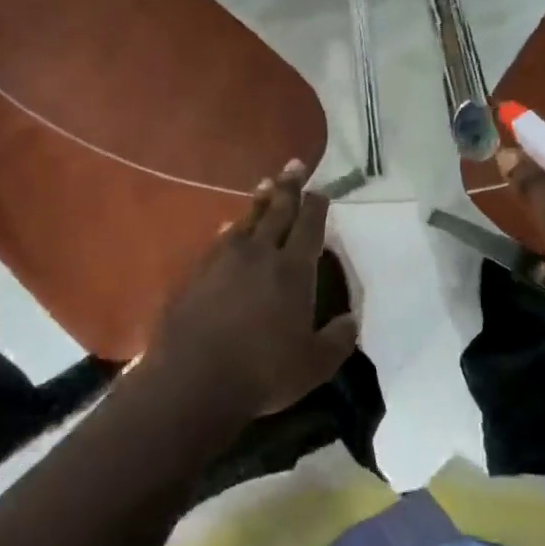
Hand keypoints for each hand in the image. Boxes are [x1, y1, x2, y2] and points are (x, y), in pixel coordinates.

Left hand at [149, 162, 358, 417]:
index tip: (320, 190)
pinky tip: (227, 227)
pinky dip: (228, 229)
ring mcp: (223, 260)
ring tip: (266, 184)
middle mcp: (259, 255)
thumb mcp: (315, 364)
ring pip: (247, 220)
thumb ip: (338, 339)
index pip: (309, 227)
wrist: (193, 380)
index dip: (316, 206)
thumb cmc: (263, 373)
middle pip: (277, 212)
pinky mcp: (196, 273)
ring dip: (259, 201)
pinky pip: (218, 241)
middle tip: (294, 165)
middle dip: (289, 187)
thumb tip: (351, 320)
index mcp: (293, 271)